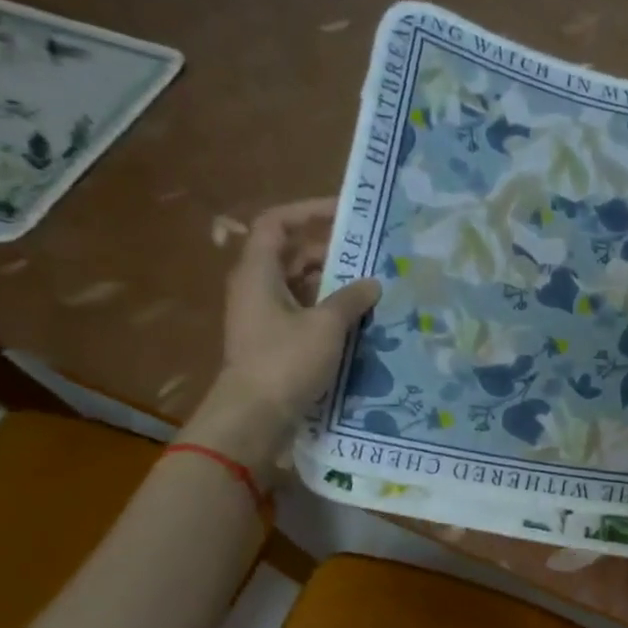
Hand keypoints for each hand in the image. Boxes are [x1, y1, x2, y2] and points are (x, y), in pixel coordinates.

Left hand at [182, 198, 381, 473]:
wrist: (255, 416)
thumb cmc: (285, 362)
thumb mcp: (325, 326)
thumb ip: (350, 300)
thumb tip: (372, 283)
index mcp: (258, 273)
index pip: (277, 224)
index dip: (308, 211)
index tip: (344, 212)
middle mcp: (256, 288)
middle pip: (291, 254)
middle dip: (330, 251)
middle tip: (370, 254)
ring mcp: (264, 316)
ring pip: (300, 285)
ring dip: (332, 283)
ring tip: (371, 286)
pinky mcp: (274, 341)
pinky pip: (303, 311)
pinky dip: (327, 309)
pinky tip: (357, 319)